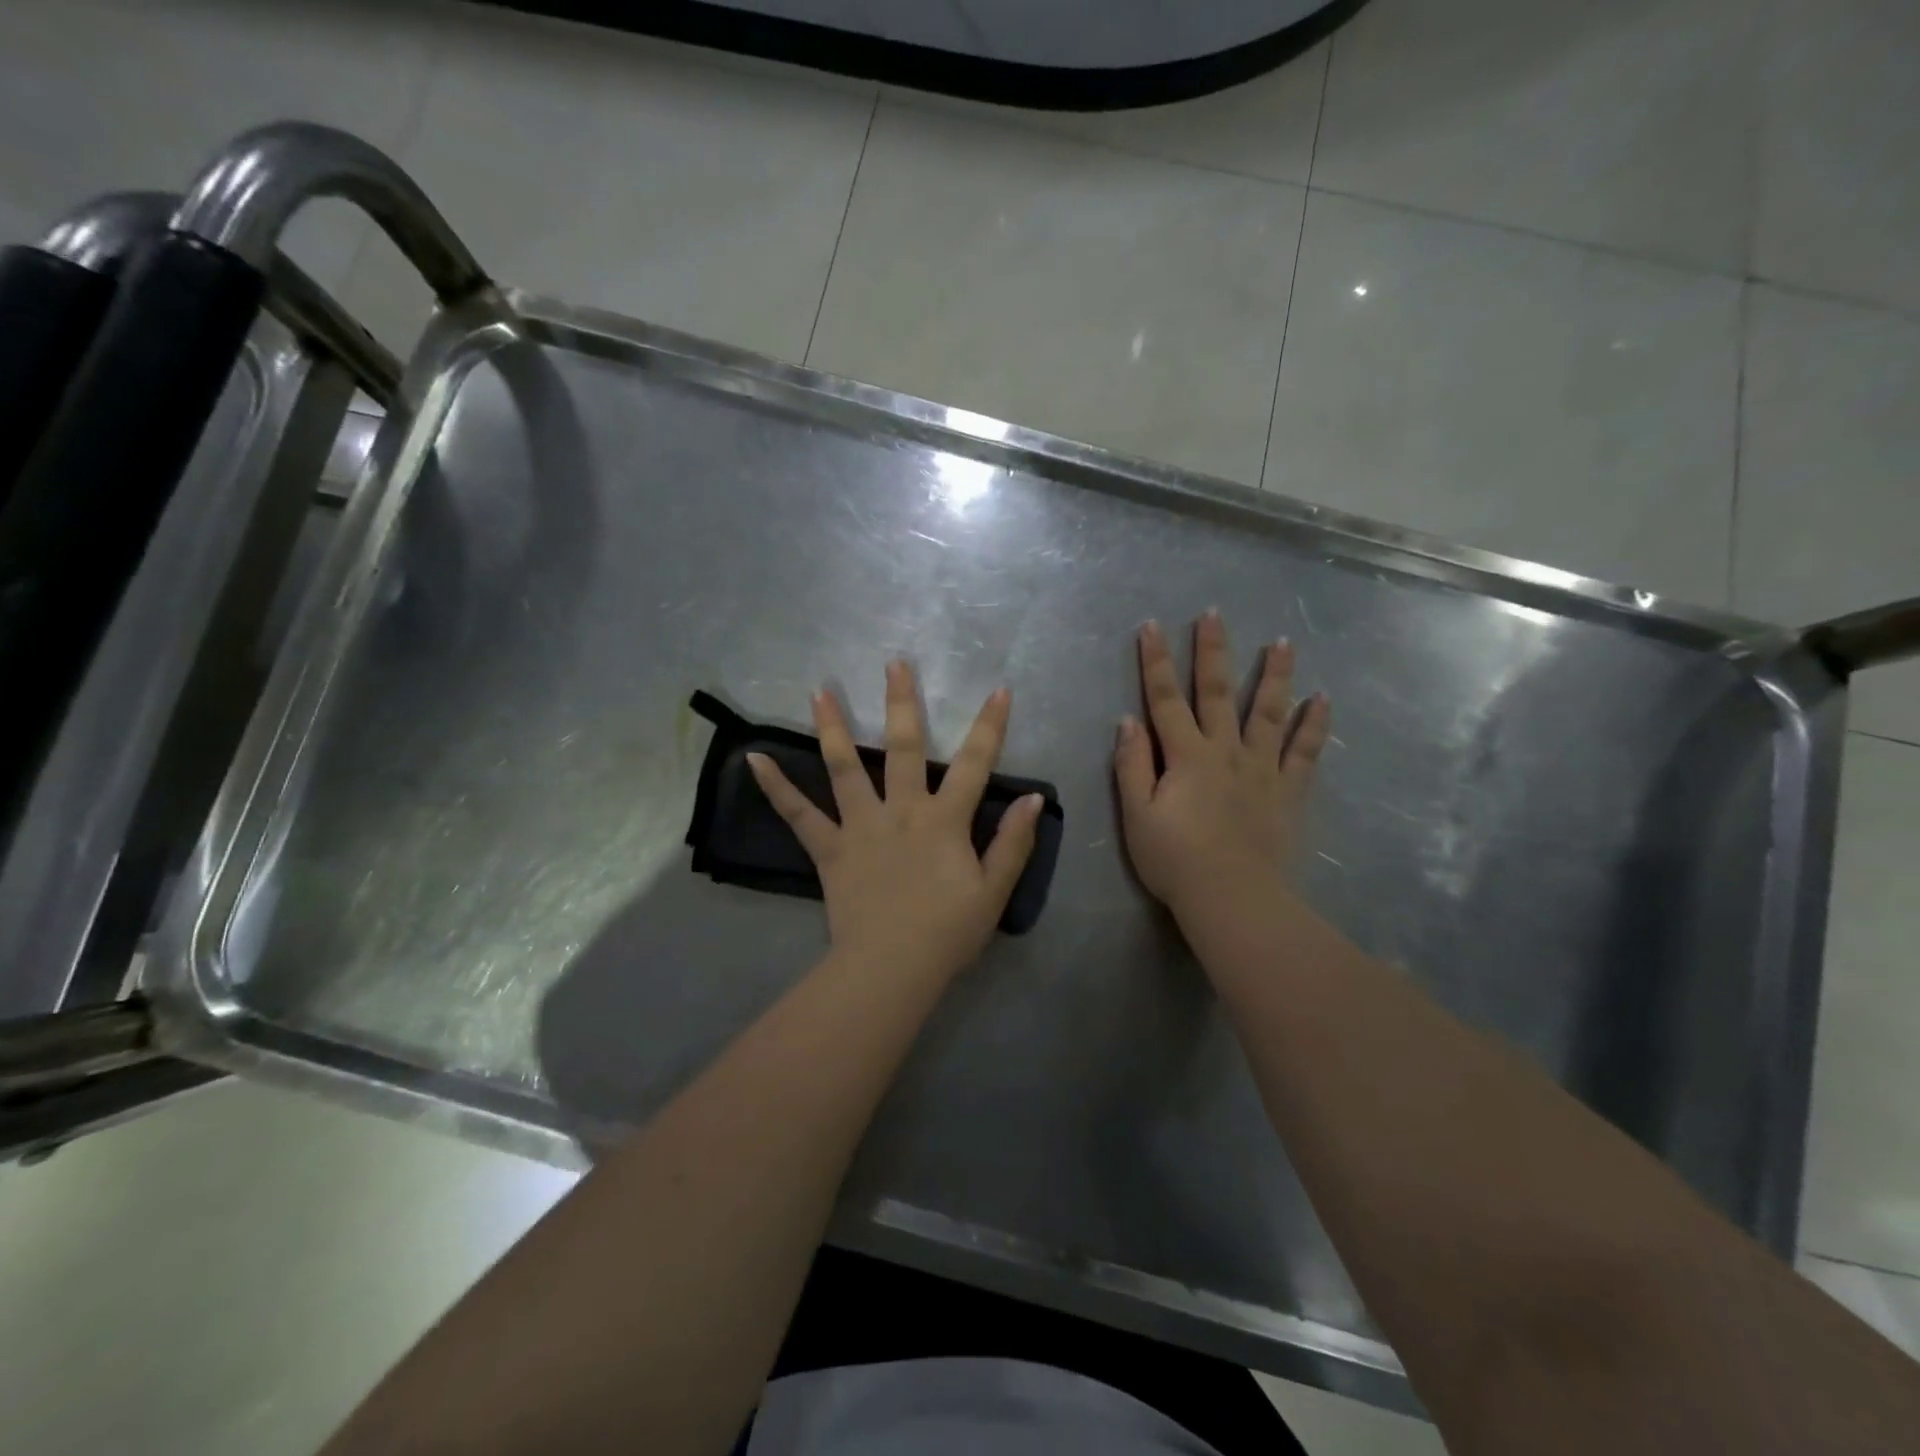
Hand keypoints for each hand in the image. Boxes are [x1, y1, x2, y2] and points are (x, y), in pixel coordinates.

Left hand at [747, 660, 1043, 985]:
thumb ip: (1013, 842)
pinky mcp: (830, 849)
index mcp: (944, 820)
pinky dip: (776, 787)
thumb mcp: (994, 891)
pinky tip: (754, 759)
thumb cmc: (947, 932)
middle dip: (902, 702)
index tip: (998, 690)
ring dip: (833, 726)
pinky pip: (799, 814)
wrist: (891, 968)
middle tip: (894, 664)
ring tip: (819, 691)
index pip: (975, 764)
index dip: (989, 726)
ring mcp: (860, 826)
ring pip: (846, 767)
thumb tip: (1032, 799)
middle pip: (904, 747)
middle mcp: (901, 810)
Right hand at [1114, 612, 1330, 926]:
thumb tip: (1128, 721)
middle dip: (1212, 651)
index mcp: (1185, 756)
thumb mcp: (1136, 816)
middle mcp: (1225, 751)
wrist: (1233, 899)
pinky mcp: (1288, 792)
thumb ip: (1131, 766)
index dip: (1154, 662)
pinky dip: (1314, 725)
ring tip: (1281, 642)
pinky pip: (1305, 752)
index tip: (1151, 626)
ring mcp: (1262, 769)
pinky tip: (1322, 699)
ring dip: (1273, 675)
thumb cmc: (1175, 860)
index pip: (1164, 699)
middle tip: (1214, 615)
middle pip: (1216, 692)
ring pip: (1267, 712)